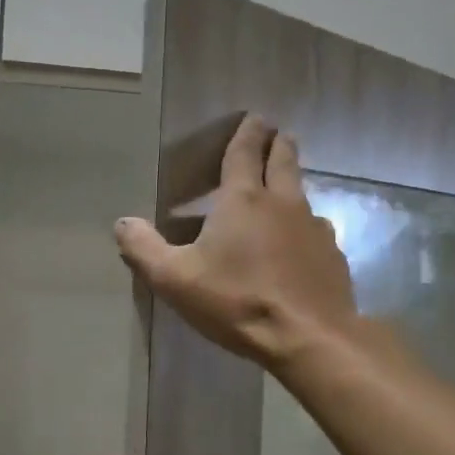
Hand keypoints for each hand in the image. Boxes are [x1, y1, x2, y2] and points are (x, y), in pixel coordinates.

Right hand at [115, 115, 358, 370]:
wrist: (309, 337)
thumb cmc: (238, 301)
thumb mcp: (176, 280)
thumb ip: (145, 249)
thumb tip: (122, 222)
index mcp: (244, 200)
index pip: (245, 153)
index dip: (248, 133)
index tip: (255, 117)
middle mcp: (284, 203)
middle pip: (284, 161)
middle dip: (279, 144)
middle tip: (278, 133)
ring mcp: (314, 228)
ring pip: (303, 194)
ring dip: (293, 182)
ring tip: (286, 184)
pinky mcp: (332, 255)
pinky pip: (317, 229)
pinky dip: (306, 225)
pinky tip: (302, 241)